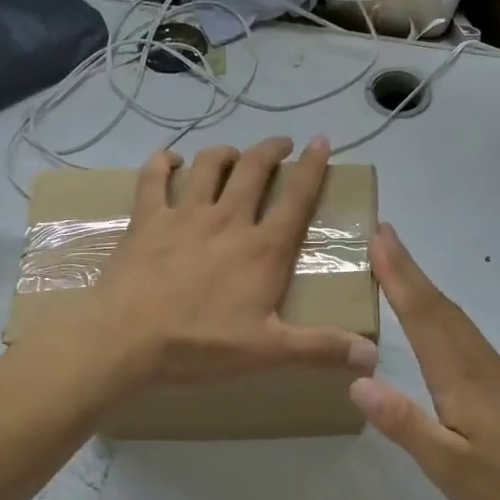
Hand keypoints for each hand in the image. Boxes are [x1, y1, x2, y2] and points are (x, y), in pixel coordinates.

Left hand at [84, 137, 378, 391]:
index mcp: (263, 249)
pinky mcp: (147, 220)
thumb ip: (321, 348)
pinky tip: (171, 160)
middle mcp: (228, 220)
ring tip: (235, 154)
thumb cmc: (201, 345)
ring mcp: (184, 215)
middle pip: (254, 170)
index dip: (313, 167)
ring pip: (210, 165)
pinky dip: (164, 162)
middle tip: (282, 144)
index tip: (322, 142)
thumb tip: (373, 358)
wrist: (125, 340)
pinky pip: (154, 178)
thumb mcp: (268, 351)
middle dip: (272, 150)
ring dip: (226, 153)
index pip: (297, 198)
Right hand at [348, 225, 499, 499]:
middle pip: (436, 304)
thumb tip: (358, 381)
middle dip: (407, 267)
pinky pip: (462, 328)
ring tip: (399, 263)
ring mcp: (492, 367)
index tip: (379, 239)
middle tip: (383, 233)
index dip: (397, 276)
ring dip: (423, 284)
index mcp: (458, 374)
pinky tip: (435, 315)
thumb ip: (404, 423)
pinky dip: (439, 307)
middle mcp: (475, 359)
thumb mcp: (447, 465)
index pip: (421, 315)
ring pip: (452, 313)